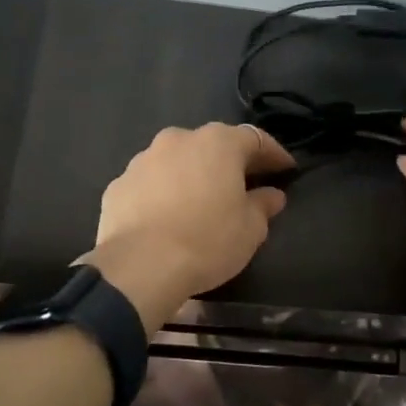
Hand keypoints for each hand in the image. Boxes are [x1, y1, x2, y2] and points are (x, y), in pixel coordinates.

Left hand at [84, 123, 294, 331]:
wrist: (140, 266)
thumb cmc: (206, 241)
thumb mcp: (250, 229)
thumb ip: (263, 205)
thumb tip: (271, 195)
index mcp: (217, 143)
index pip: (255, 139)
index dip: (274, 154)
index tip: (287, 170)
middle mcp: (178, 139)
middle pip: (212, 145)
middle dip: (229, 162)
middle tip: (243, 185)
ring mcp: (143, 160)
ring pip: (177, 161)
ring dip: (192, 175)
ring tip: (200, 202)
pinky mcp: (118, 184)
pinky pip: (150, 183)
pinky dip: (162, 193)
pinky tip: (166, 217)